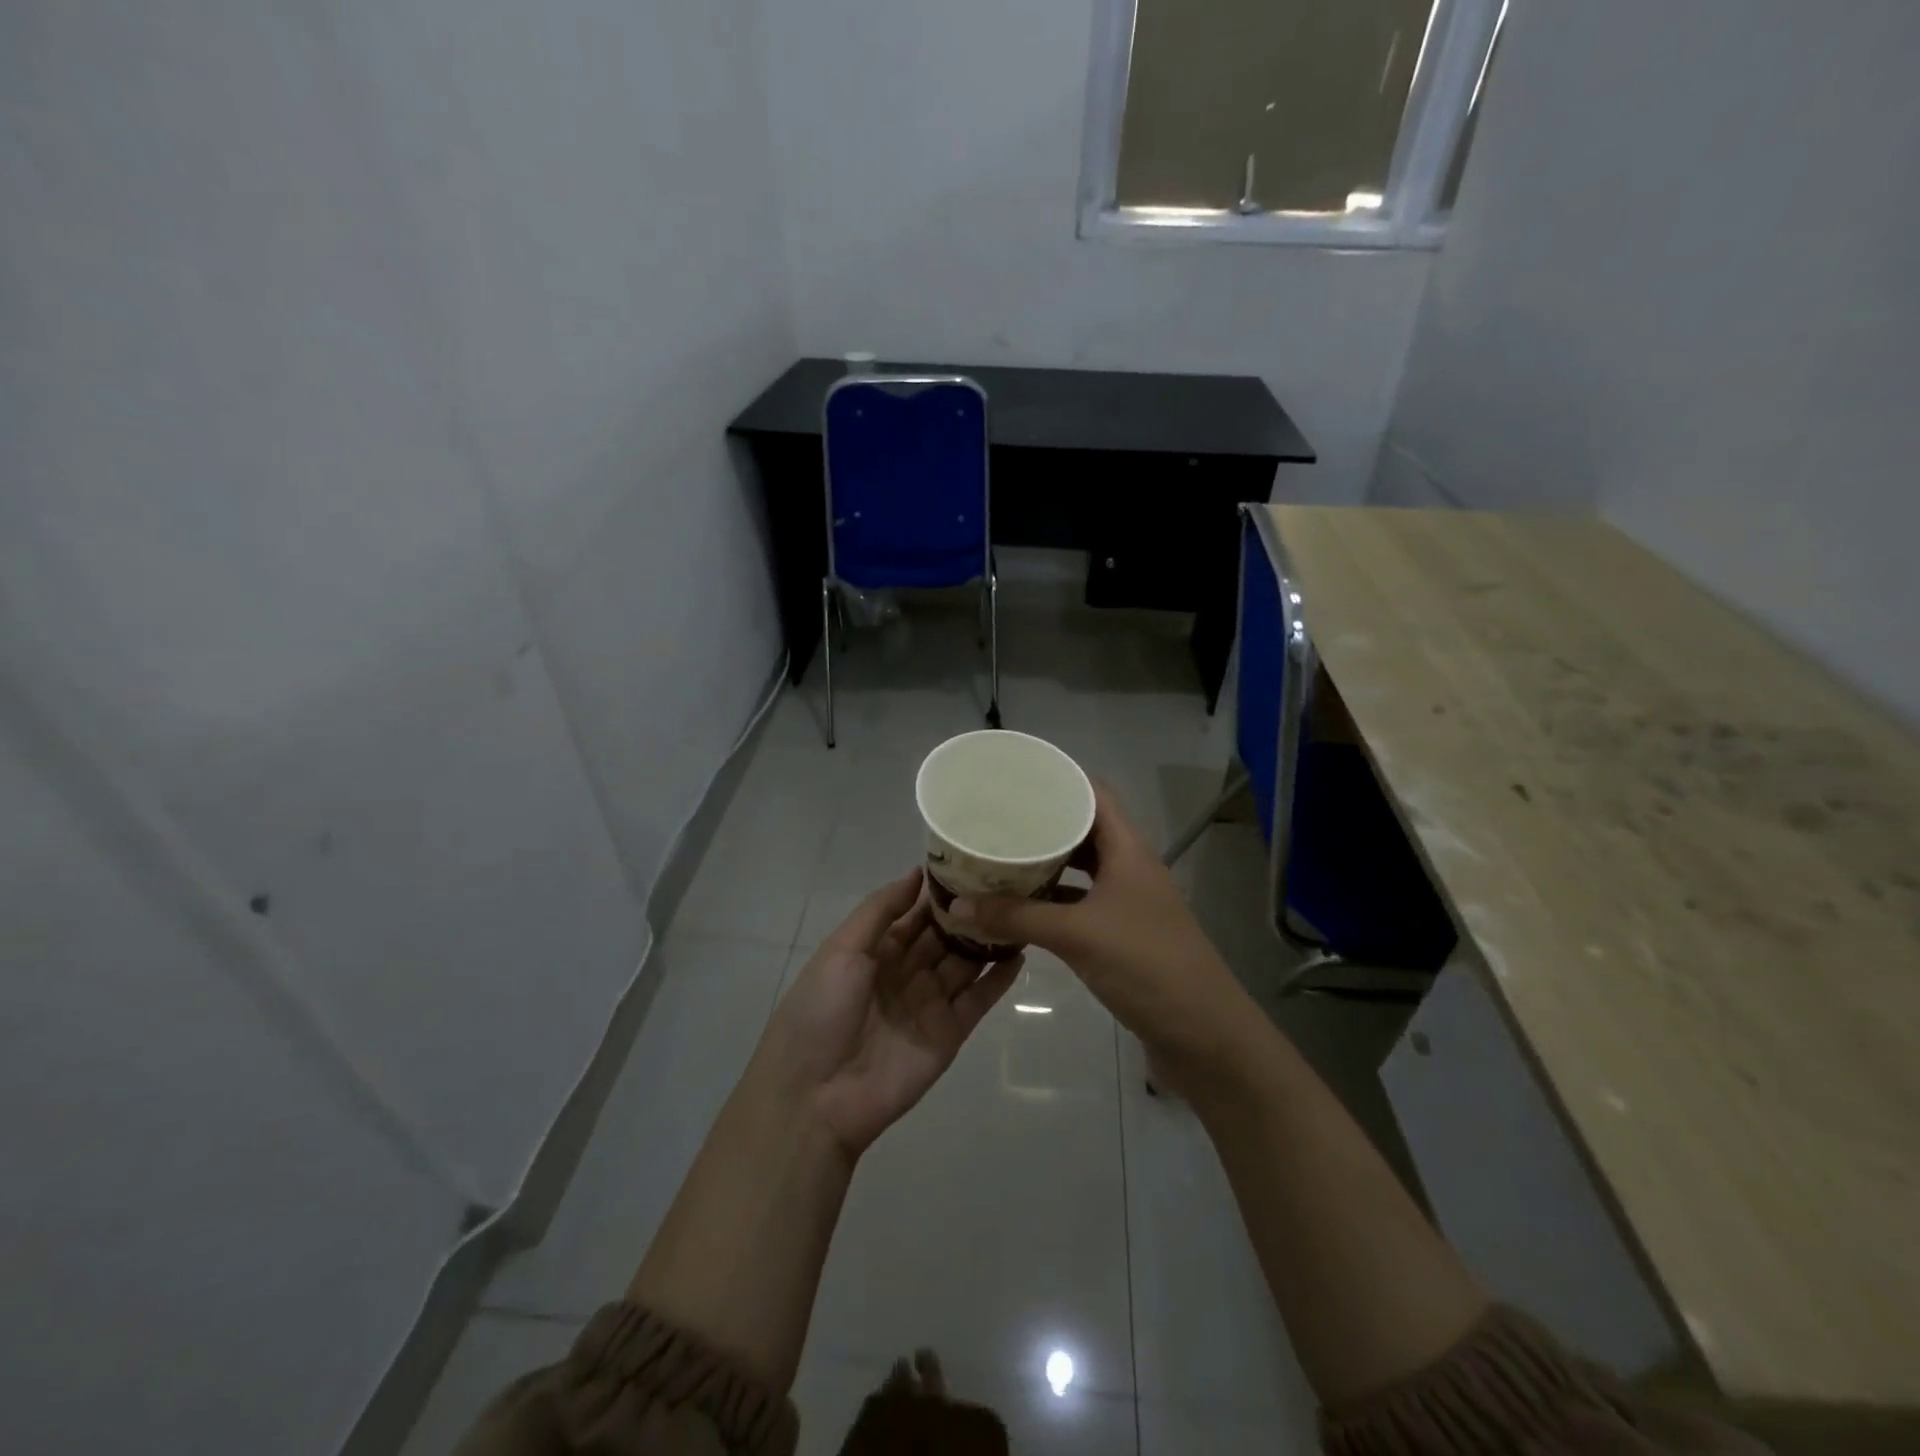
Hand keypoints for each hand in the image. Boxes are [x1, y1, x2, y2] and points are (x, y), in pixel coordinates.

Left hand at [757, 868, 1022, 1157]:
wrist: (816, 1096)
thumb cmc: (821, 1010)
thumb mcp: (842, 949)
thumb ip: (881, 909)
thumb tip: (917, 872)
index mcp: (876, 951)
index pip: (915, 913)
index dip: (939, 891)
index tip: (970, 862)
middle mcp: (906, 972)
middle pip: (944, 936)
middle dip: (969, 912)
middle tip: (1005, 881)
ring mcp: (930, 1003)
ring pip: (965, 963)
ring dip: (988, 939)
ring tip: (1021, 908)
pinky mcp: (950, 1033)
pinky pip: (979, 1000)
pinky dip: (999, 979)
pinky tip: (1020, 953)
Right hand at [947, 783, 1247, 1065]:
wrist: (1203, 1034)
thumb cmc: (1145, 965)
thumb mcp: (1076, 934)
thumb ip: (1017, 917)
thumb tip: (956, 906)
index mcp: (1127, 848)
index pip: (1094, 794)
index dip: (1059, 780)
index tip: (1015, 778)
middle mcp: (1129, 866)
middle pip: (1083, 830)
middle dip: (1042, 824)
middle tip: (995, 819)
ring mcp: (1128, 902)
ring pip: (1081, 869)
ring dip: (1046, 864)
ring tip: (1000, 857)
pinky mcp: (1122, 934)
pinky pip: (1081, 904)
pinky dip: (1053, 902)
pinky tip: (1021, 908)